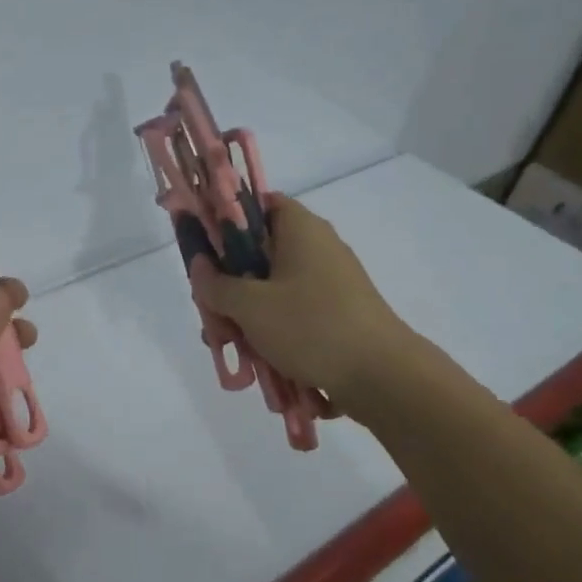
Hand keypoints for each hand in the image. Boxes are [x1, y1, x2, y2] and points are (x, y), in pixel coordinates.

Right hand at [190, 195, 413, 411]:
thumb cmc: (311, 327)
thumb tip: (199, 266)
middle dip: (229, 283)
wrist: (382, 377)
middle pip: (260, 251)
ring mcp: (331, 281)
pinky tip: (259, 358)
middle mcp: (318, 246)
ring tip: (231, 345)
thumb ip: (216, 284)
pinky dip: (273, 328)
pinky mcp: (339, 312)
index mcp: (300, 228)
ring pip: (273, 287)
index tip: (205, 250)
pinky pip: (294, 311)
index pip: (258, 204)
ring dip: (247, 312)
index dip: (227, 220)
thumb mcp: (250, 306)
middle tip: (211, 313)